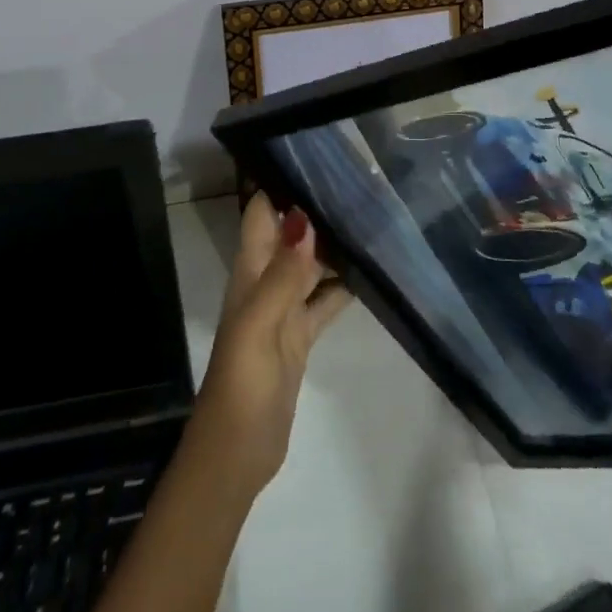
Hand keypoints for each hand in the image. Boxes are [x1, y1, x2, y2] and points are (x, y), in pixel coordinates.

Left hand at [184, 192, 352, 499]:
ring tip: (374, 217)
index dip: (283, 183)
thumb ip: (283, 272)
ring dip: (335, 245)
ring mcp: (285, 309)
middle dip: (318, 209)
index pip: (262, 212)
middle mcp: (266, 281)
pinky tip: (371, 272)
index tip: (320, 157)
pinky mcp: (301, 335)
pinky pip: (325, 299)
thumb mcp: (260, 323)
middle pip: (292, 234)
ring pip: (311, 264)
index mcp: (250, 271)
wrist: (237, 453)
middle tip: (363, 183)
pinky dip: (343, 285)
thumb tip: (303, 216)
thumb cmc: (242, 382)